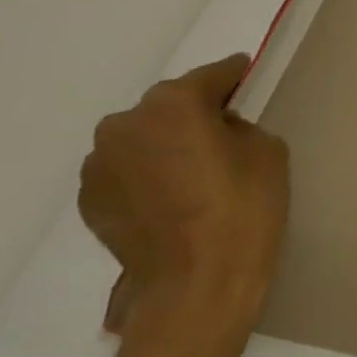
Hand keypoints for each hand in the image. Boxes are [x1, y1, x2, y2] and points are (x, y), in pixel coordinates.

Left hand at [79, 55, 288, 356]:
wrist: (198, 282)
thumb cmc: (244, 207)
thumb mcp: (266, 150)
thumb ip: (238, 126)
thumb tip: (216, 130)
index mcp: (173, 104)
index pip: (211, 75)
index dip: (233, 76)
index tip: (246, 74)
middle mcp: (125, 125)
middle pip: (169, 105)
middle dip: (194, 113)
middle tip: (222, 134)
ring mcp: (99, 164)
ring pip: (143, 139)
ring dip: (166, 145)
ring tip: (194, 173)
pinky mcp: (90, 199)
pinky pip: (126, 171)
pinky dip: (148, 175)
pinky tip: (173, 198)